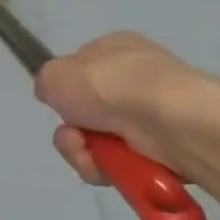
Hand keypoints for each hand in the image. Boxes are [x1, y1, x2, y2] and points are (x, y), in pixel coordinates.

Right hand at [34, 32, 209, 186]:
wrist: (171, 121)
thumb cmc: (110, 86)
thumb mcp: (53, 74)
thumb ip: (47, 83)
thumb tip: (58, 98)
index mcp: (118, 49)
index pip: (82, 70)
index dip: (65, 91)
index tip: (60, 104)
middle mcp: (139, 79)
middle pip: (86, 113)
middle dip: (72, 132)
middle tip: (72, 137)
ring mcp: (157, 116)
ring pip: (99, 142)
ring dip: (83, 153)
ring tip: (89, 156)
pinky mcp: (170, 149)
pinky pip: (122, 163)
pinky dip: (108, 169)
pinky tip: (109, 167)